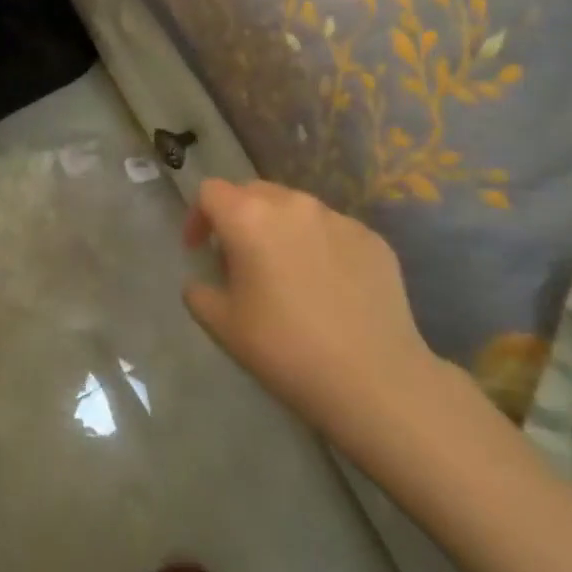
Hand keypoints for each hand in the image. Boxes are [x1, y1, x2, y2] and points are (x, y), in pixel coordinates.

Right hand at [181, 179, 439, 451]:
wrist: (374, 380)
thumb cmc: (285, 349)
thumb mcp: (221, 325)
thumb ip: (198, 292)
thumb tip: (203, 281)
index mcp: (249, 218)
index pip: (211, 192)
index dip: (198, 217)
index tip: (200, 250)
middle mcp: (293, 204)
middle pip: (253, 192)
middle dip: (238, 217)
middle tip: (238, 259)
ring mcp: (338, 218)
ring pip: (295, 208)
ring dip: (279, 228)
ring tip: (285, 271)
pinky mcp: (372, 239)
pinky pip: (332, 230)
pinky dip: (318, 245)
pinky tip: (326, 286)